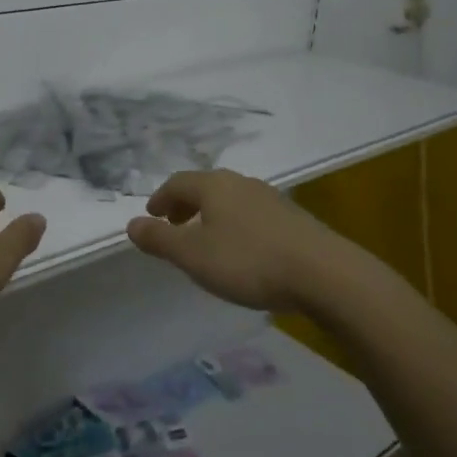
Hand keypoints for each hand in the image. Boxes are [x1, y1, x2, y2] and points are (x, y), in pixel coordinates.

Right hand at [126, 169, 340, 311]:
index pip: (177, 183)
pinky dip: (235, 225)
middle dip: (185, 205)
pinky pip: (252, 214)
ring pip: (230, 200)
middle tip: (174, 225)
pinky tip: (242, 250)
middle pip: (205, 187)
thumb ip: (160, 240)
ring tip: (207, 240)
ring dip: (212, 215)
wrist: (324, 273)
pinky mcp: (293, 218)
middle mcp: (241, 183)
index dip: (160, 199)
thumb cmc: (249, 261)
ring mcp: (270, 198)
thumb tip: (131, 224)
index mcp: (214, 186)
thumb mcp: (194, 256)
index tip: (152, 217)